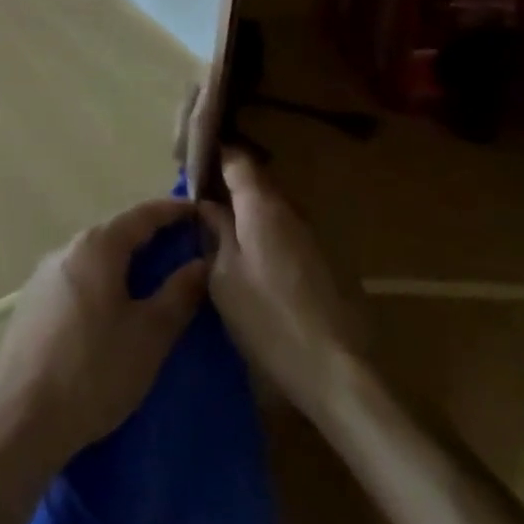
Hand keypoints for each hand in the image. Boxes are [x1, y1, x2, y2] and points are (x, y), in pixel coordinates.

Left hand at [0, 198, 208, 470]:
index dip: (173, 210)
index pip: (142, 214)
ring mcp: (44, 275)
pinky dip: (102, 280)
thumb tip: (202, 263)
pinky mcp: (32, 302)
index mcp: (96, 247)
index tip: (200, 211)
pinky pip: (77, 278)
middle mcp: (67, 249)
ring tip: (154, 278)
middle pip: (116, 232)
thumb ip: (179, 294)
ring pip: (95, 256)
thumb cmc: (95, 370)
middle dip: (150, 236)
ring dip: (125, 260)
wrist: (22, 418)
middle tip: (183, 248)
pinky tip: (113, 308)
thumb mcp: (149, 335)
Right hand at [200, 150, 368, 419]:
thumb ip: (216, 232)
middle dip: (228, 184)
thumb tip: (208, 206)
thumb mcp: (224, 276)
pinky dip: (261, 231)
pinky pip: (282, 229)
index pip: (237, 159)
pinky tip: (246, 254)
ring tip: (218, 226)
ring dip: (245, 209)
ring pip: (269, 207)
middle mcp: (288, 209)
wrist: (332, 369)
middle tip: (199, 198)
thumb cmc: (266, 318)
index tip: (192, 163)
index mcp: (260, 205)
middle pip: (255, 181)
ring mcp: (308, 233)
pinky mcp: (319, 259)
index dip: (214, 155)